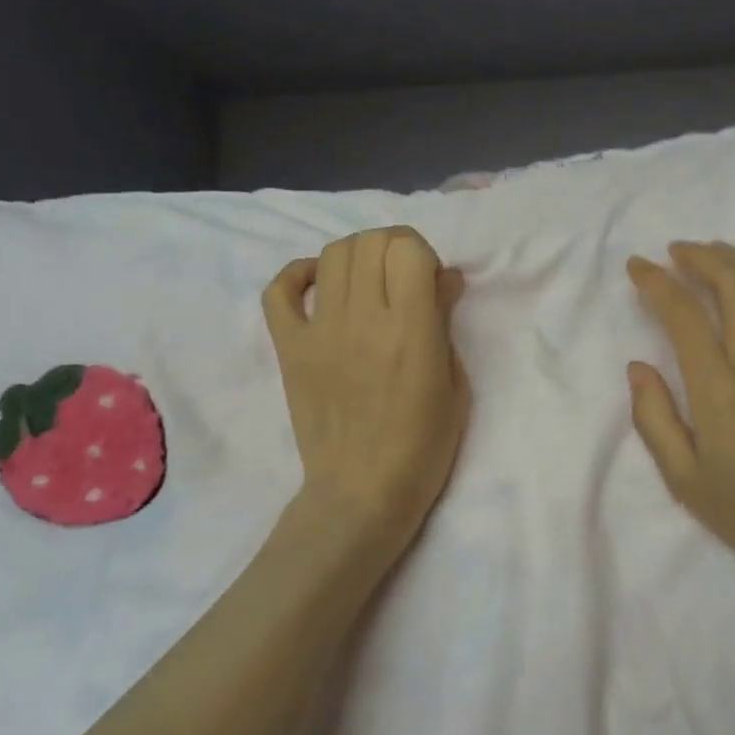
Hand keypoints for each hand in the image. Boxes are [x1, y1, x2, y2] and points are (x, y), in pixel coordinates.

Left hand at [263, 228, 470, 559]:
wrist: (362, 492)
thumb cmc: (423, 445)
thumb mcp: (455, 384)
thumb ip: (445, 322)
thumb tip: (443, 277)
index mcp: (411, 330)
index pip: (407, 249)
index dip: (422, 253)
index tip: (429, 278)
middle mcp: (363, 319)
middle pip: (370, 242)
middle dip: (393, 246)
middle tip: (403, 275)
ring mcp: (319, 331)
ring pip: (331, 255)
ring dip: (357, 255)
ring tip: (368, 279)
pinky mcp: (290, 348)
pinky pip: (278, 291)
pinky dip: (297, 274)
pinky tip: (319, 284)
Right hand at [627, 243, 734, 594]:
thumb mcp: (684, 479)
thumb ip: (654, 418)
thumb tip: (638, 367)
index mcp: (719, 387)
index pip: (683, 315)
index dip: (657, 283)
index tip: (639, 267)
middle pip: (732, 286)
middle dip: (702, 258)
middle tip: (679, 251)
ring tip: (719, 252)